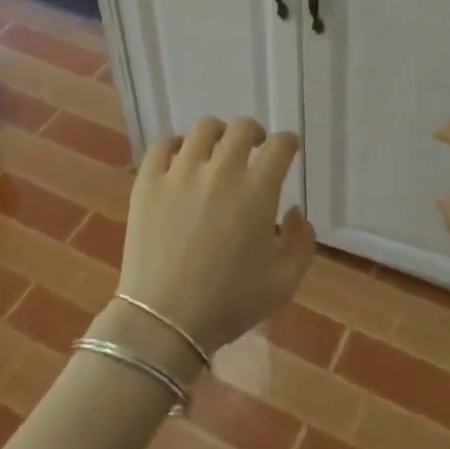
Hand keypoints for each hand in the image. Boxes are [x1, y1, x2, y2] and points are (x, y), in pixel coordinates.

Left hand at [118, 117, 313, 355]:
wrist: (165, 321)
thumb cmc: (230, 304)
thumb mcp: (284, 282)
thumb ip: (301, 241)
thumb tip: (293, 211)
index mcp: (258, 190)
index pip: (280, 146)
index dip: (288, 143)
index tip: (287, 151)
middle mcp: (221, 170)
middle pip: (242, 128)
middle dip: (255, 134)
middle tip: (254, 149)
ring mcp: (180, 172)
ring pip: (204, 129)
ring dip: (218, 135)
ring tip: (217, 151)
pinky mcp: (148, 181)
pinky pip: (163, 145)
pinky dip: (177, 146)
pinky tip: (181, 160)